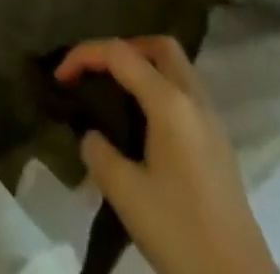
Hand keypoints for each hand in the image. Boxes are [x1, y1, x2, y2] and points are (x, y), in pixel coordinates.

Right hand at [56, 37, 277, 273]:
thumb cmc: (181, 232)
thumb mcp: (126, 195)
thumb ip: (99, 153)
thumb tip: (92, 136)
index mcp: (170, 102)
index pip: (120, 54)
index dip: (84, 55)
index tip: (60, 77)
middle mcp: (195, 99)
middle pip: (158, 46)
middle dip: (123, 49)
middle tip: (97, 73)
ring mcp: (212, 120)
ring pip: (176, 67)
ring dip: (144, 67)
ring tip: (116, 94)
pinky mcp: (219, 143)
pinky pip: (186, 92)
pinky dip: (161, 89)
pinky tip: (144, 123)